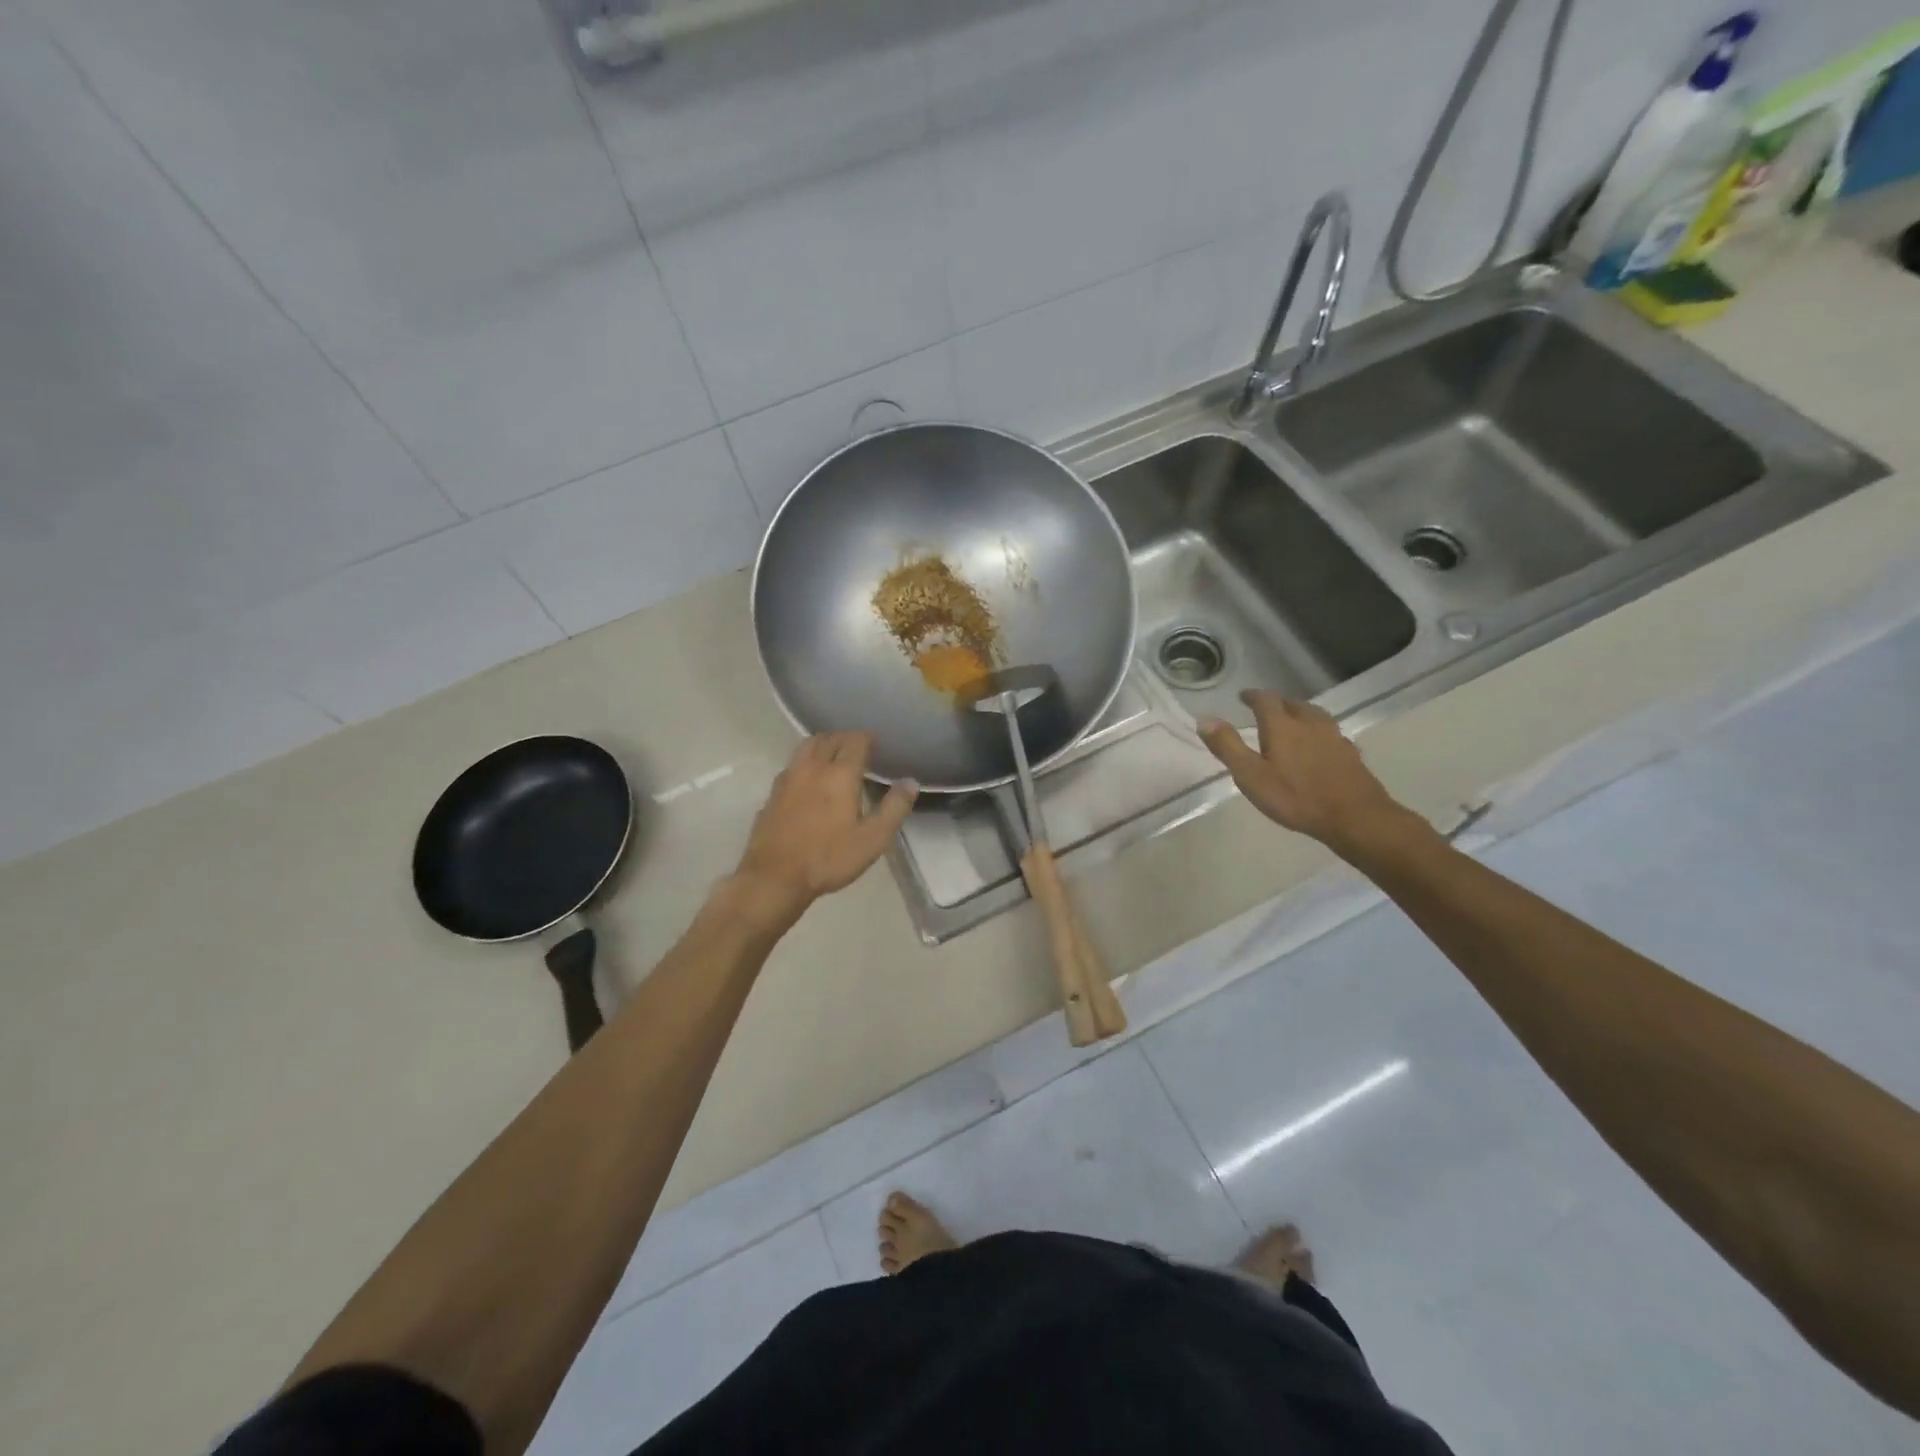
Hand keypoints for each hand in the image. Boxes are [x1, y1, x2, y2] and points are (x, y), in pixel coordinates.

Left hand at [730, 732, 917, 926]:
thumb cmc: (829, 858)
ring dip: (823, 744)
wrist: (775, 877)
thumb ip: (894, 807)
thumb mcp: (873, 839)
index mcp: (840, 774)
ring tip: (834, 757)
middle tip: (857, 748)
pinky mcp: (773, 793)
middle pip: (829, 738)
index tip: (876, 745)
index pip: (855, 740)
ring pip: (806, 747)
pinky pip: (792, 765)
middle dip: (845, 738)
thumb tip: (911, 782)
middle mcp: (813, 767)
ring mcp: (788, 778)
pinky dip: (806, 762)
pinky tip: (810, 780)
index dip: (867, 738)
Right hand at [1197, 691, 1419, 859]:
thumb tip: (1205, 718)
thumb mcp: (1251, 775)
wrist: (1354, 817)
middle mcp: (1310, 724)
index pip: (1266, 700)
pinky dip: (1319, 733)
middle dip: (1277, 704)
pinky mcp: (1350, 754)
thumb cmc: (1295, 797)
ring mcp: (1334, 737)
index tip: (1243, 696)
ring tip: (1292, 721)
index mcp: (1282, 726)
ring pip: (1315, 715)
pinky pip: (1330, 733)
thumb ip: (1227, 746)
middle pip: (1293, 704)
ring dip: (1300, 713)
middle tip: (1266, 710)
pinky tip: (1319, 745)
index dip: (1253, 696)